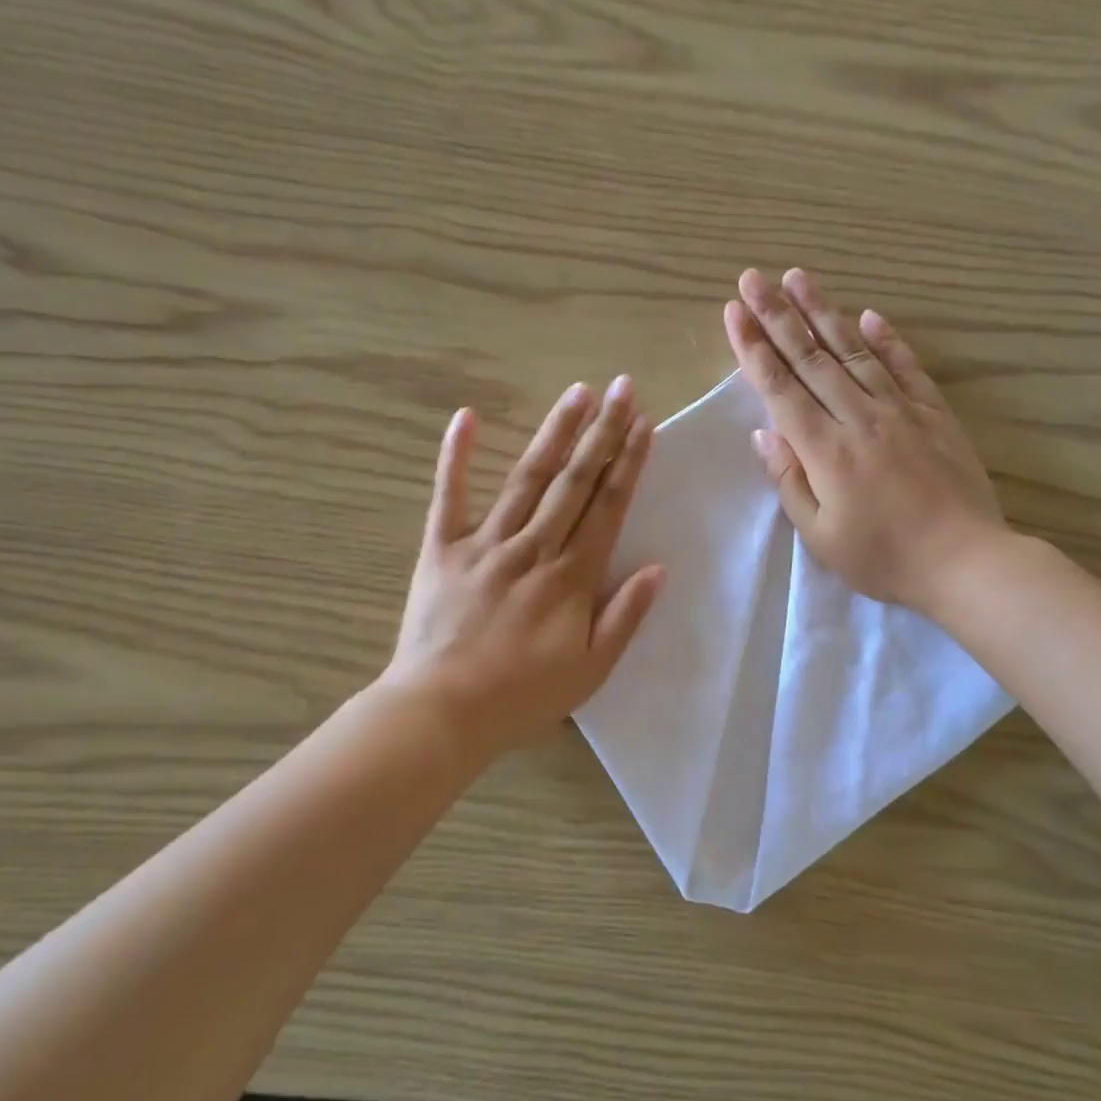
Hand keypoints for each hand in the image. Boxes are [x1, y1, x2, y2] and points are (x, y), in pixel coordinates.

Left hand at [385, 378, 665, 754]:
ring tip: (577, 393)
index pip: (608, 508)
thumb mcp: (591, 669)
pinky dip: (456, 456)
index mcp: (571, 578)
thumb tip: (658, 568)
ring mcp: (484, 543)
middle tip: (622, 388)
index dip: (628, 463)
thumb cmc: (522, 697)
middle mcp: (533, 548)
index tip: (644, 424)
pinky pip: (449, 496)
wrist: (442, 712)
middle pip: (574, 482)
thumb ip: (625, 616)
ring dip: (554, 433)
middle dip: (602, 432)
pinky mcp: (441, 549)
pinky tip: (466, 416)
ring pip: (526, 479)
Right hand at [724, 267, 1009, 616]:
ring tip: (798, 278)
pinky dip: (886, 339)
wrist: (964, 560)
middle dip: (777, 315)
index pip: (780, 388)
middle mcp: (858, 417)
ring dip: (823, 312)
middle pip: (811, 357)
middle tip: (753, 277)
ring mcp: (900, 410)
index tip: (734, 312)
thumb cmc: (883, 557)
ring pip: (854, 350)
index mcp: (825, 450)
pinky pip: (905, 367)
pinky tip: (868, 315)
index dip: (753, 348)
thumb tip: (764, 431)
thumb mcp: (820, 534)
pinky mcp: (934, 413)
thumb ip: (790, 479)